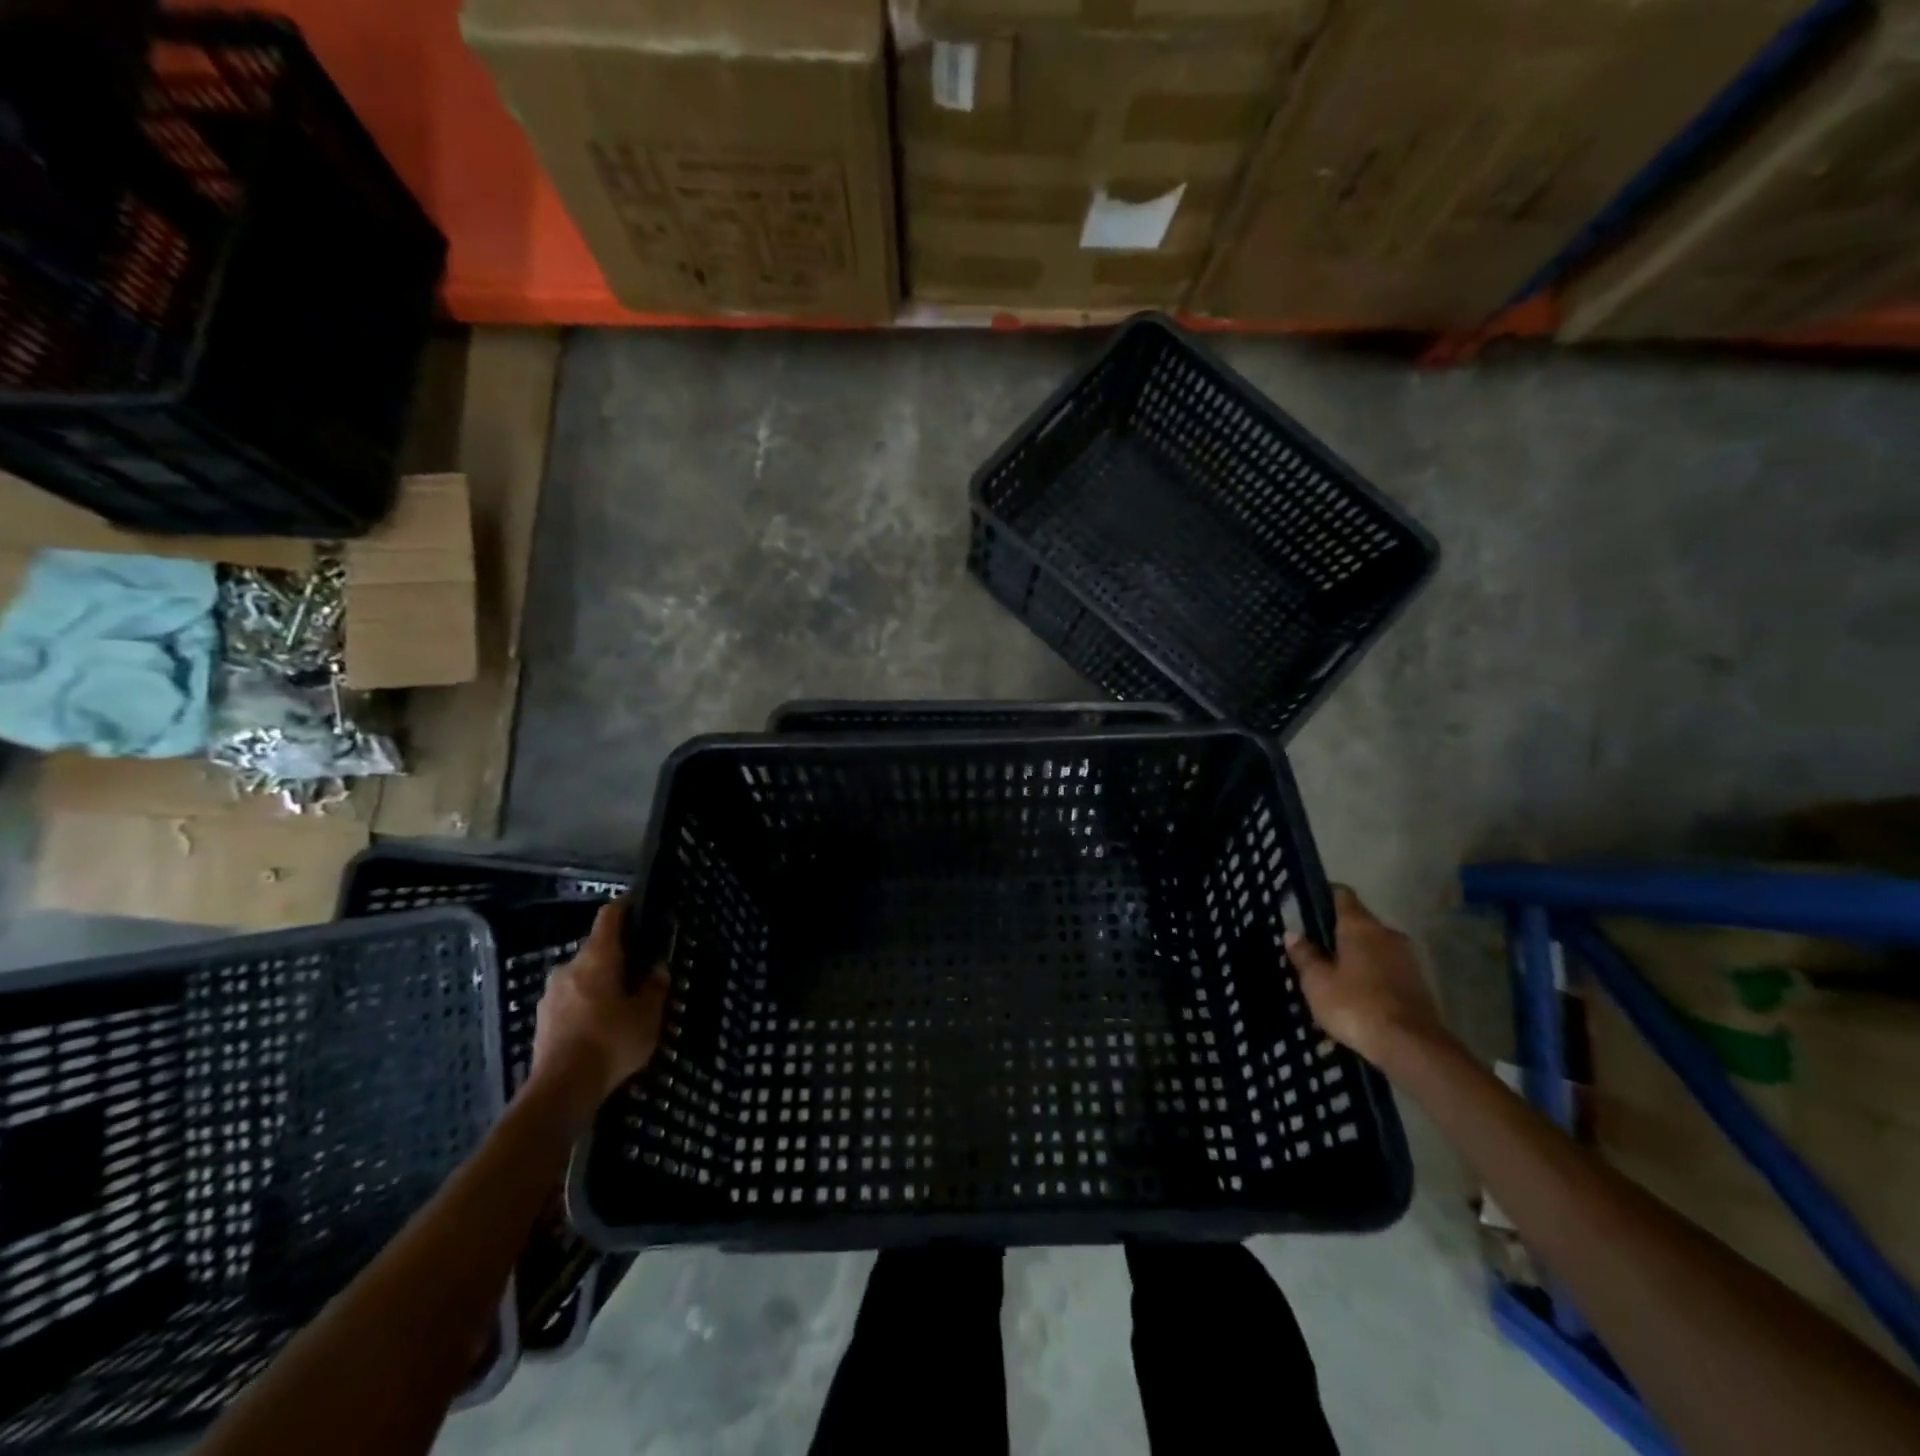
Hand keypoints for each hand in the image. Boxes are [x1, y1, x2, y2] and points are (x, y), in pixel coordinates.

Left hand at [530, 899, 669, 1122]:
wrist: (561, 1090)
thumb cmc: (611, 1042)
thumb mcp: (647, 1016)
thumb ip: (654, 988)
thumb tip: (657, 969)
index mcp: (597, 958)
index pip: (609, 917)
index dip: (624, 907)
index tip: (638, 906)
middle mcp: (570, 967)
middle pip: (596, 949)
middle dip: (617, 956)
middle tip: (640, 969)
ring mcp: (551, 994)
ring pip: (582, 976)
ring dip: (601, 982)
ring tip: (621, 1002)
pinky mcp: (542, 1020)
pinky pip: (570, 999)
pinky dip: (586, 1003)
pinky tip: (600, 1025)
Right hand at [1286, 885, 1448, 1064]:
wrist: (1412, 1047)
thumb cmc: (1356, 1005)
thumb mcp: (1317, 982)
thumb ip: (1304, 955)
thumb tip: (1293, 933)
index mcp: (1360, 926)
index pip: (1342, 895)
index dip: (1324, 895)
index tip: (1307, 906)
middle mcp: (1387, 933)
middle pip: (1359, 922)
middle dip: (1338, 933)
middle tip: (1315, 950)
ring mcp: (1407, 958)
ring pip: (1374, 947)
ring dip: (1356, 957)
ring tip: (1334, 977)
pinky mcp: (1419, 984)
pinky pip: (1387, 969)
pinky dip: (1371, 976)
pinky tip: (1357, 996)